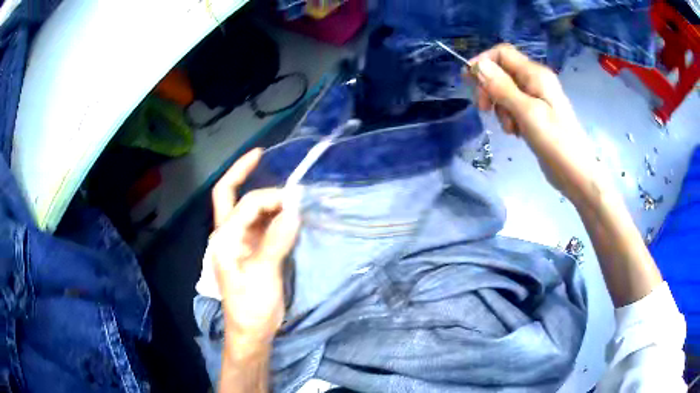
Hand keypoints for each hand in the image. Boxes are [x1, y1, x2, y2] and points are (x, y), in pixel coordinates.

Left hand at [210, 148, 300, 350]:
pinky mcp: (253, 249)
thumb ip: (276, 239)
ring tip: (287, 189)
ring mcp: (240, 241)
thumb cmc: (251, 306)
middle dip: (243, 172)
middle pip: (230, 195)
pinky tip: (288, 210)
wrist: (252, 331)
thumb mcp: (263, 274)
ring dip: (265, 195)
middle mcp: (229, 234)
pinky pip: (262, 223)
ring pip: (248, 208)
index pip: (246, 205)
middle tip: (263, 156)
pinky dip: (273, 213)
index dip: (271, 197)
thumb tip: (295, 208)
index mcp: (224, 238)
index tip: (297, 199)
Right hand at [468, 44, 605, 203]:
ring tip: (509, 128)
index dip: (483, 62)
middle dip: (489, 88)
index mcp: (535, 74)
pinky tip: (515, 132)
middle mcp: (535, 81)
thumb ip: (502, 87)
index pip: (502, 53)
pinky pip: (514, 106)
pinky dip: (509, 117)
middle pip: (502, 72)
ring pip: (506, 91)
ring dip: (500, 107)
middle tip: (484, 110)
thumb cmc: (555, 142)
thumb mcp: (527, 113)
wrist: (576, 173)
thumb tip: (477, 64)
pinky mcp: (536, 114)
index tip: (469, 82)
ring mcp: (536, 98)